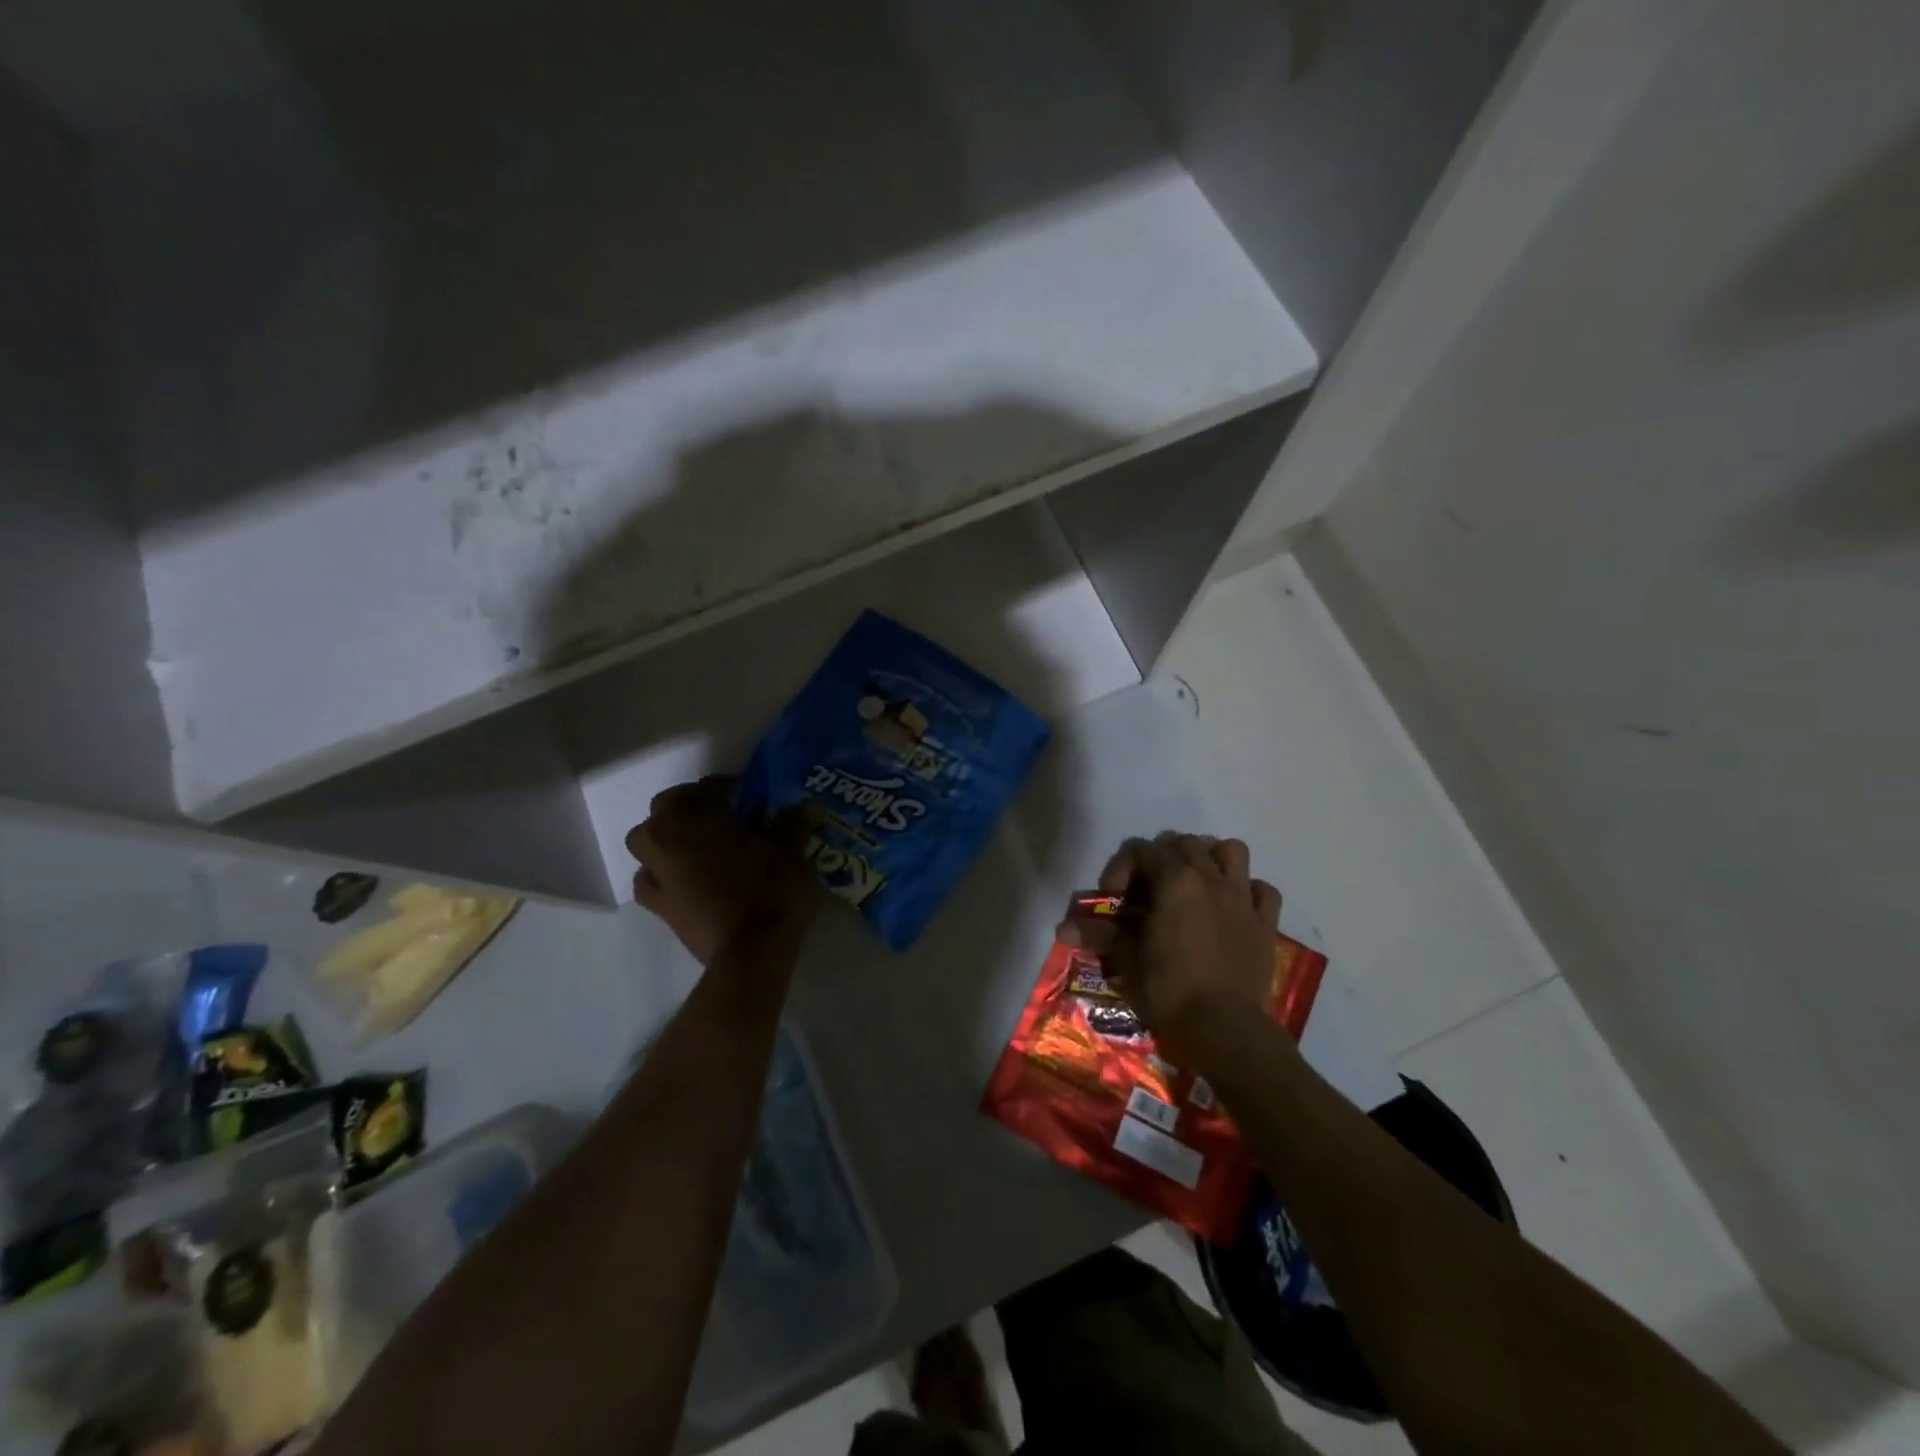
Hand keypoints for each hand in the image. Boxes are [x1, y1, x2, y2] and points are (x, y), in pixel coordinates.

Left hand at [626, 776, 817, 965]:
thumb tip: (808, 807)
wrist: (750, 952)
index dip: (732, 787)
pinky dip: (658, 873)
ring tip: (693, 843)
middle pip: (668, 806)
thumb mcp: (792, 852)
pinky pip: (647, 879)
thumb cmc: (771, 891)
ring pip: (646, 839)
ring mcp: (657, 871)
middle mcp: (669, 836)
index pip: (711, 786)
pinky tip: (681, 879)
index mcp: (700, 814)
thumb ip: (794, 825)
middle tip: (721, 815)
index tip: (752, 796)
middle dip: (691, 805)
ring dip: (665, 835)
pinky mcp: (657, 904)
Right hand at [1058, 832, 1284, 1064]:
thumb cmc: (1169, 991)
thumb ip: (1100, 935)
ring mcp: (1242, 898)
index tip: (1114, 899)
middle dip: (1163, 857)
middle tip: (1149, 889)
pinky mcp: (1266, 923)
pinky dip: (1248, 890)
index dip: (1121, 867)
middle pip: (1185, 843)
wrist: (1226, 1030)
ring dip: (1211, 858)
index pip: (1141, 849)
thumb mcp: (1127, 961)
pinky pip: (1264, 890)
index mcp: (1174, 882)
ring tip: (1196, 882)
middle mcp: (1210, 879)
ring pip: (1231, 851)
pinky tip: (1233, 906)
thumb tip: (1062, 928)